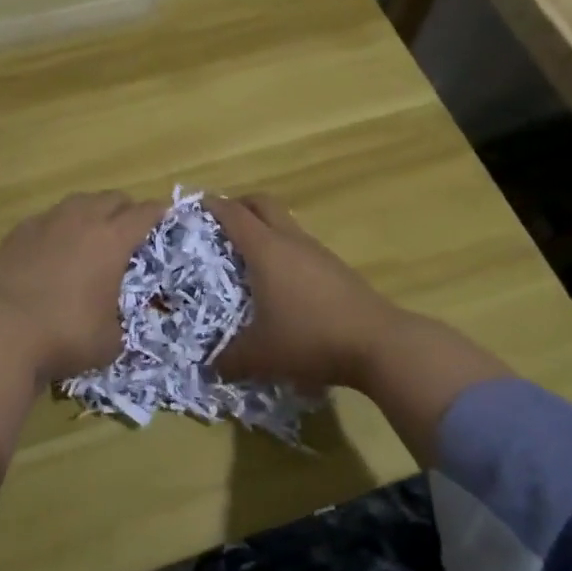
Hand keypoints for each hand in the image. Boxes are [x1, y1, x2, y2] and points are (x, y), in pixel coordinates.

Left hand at [0, 192, 162, 385]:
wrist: (0, 332)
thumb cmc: (65, 335)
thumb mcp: (109, 341)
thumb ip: (118, 323)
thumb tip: (113, 324)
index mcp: (112, 240)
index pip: (144, 213)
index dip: (158, 213)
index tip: (165, 216)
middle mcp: (81, 220)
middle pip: (111, 198)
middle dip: (125, 209)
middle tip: (129, 228)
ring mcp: (45, 222)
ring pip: (77, 202)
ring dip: (91, 212)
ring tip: (91, 233)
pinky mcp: (16, 233)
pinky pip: (46, 219)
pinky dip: (58, 228)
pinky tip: (54, 248)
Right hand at [208, 195, 409, 393]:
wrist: (378, 343)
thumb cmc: (309, 338)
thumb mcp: (260, 355)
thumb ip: (229, 359)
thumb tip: (210, 366)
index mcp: (266, 249)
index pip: (233, 213)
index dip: (211, 205)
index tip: (194, 206)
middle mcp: (291, 240)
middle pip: (262, 204)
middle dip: (239, 205)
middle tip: (220, 225)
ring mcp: (317, 252)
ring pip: (285, 224)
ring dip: (264, 229)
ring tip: (247, 258)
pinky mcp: (336, 268)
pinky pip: (301, 246)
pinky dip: (284, 252)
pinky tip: (280, 284)